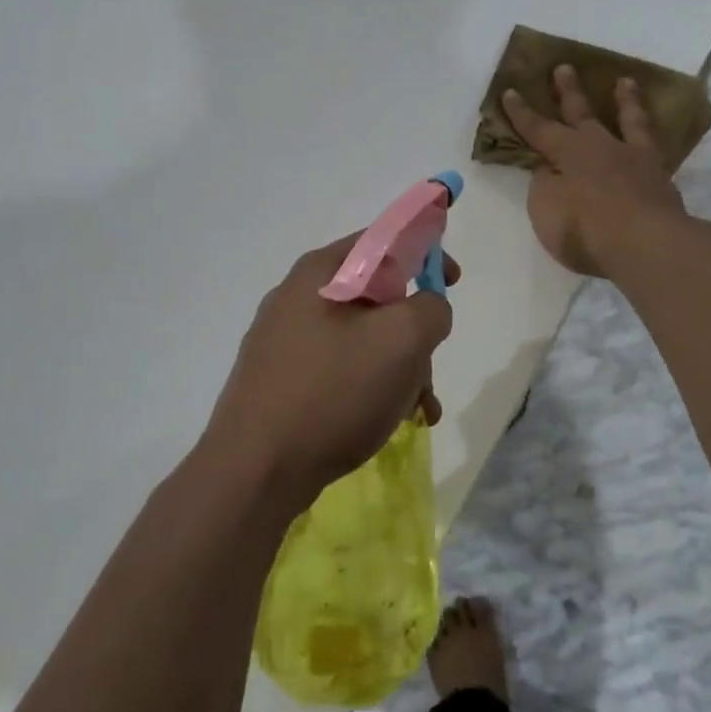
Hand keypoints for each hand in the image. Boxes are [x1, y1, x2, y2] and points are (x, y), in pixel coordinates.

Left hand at [203, 233, 457, 509]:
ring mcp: (284, 341)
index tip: (454, 281)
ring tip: (416, 409)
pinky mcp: (282, 380)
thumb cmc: (332, 393)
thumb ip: (431, 309)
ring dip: (400, 368)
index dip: (425, 252)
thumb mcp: (401, 341)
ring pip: (363, 340)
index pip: (383, 240)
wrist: (256, 470)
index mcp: (320, 273)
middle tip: (427, 369)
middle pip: (377, 297)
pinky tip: (391, 421)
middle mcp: (297, 298)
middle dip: (414, 333)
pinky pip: (341, 370)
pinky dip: (372, 388)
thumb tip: (427, 308)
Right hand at [503, 65, 687, 275]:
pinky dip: (650, 133)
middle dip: (569, 91)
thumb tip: (549, 169)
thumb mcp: (546, 210)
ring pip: (628, 120)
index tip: (509, 91)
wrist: (646, 244)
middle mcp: (601, 147)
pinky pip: (653, 145)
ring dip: (624, 101)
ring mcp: (635, 159)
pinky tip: (650, 132)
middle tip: (564, 67)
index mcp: (569, 153)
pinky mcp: (660, 177)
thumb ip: (544, 185)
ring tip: (624, 82)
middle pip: (582, 113)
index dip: (521, 113)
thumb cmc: (586, 230)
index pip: (538, 129)